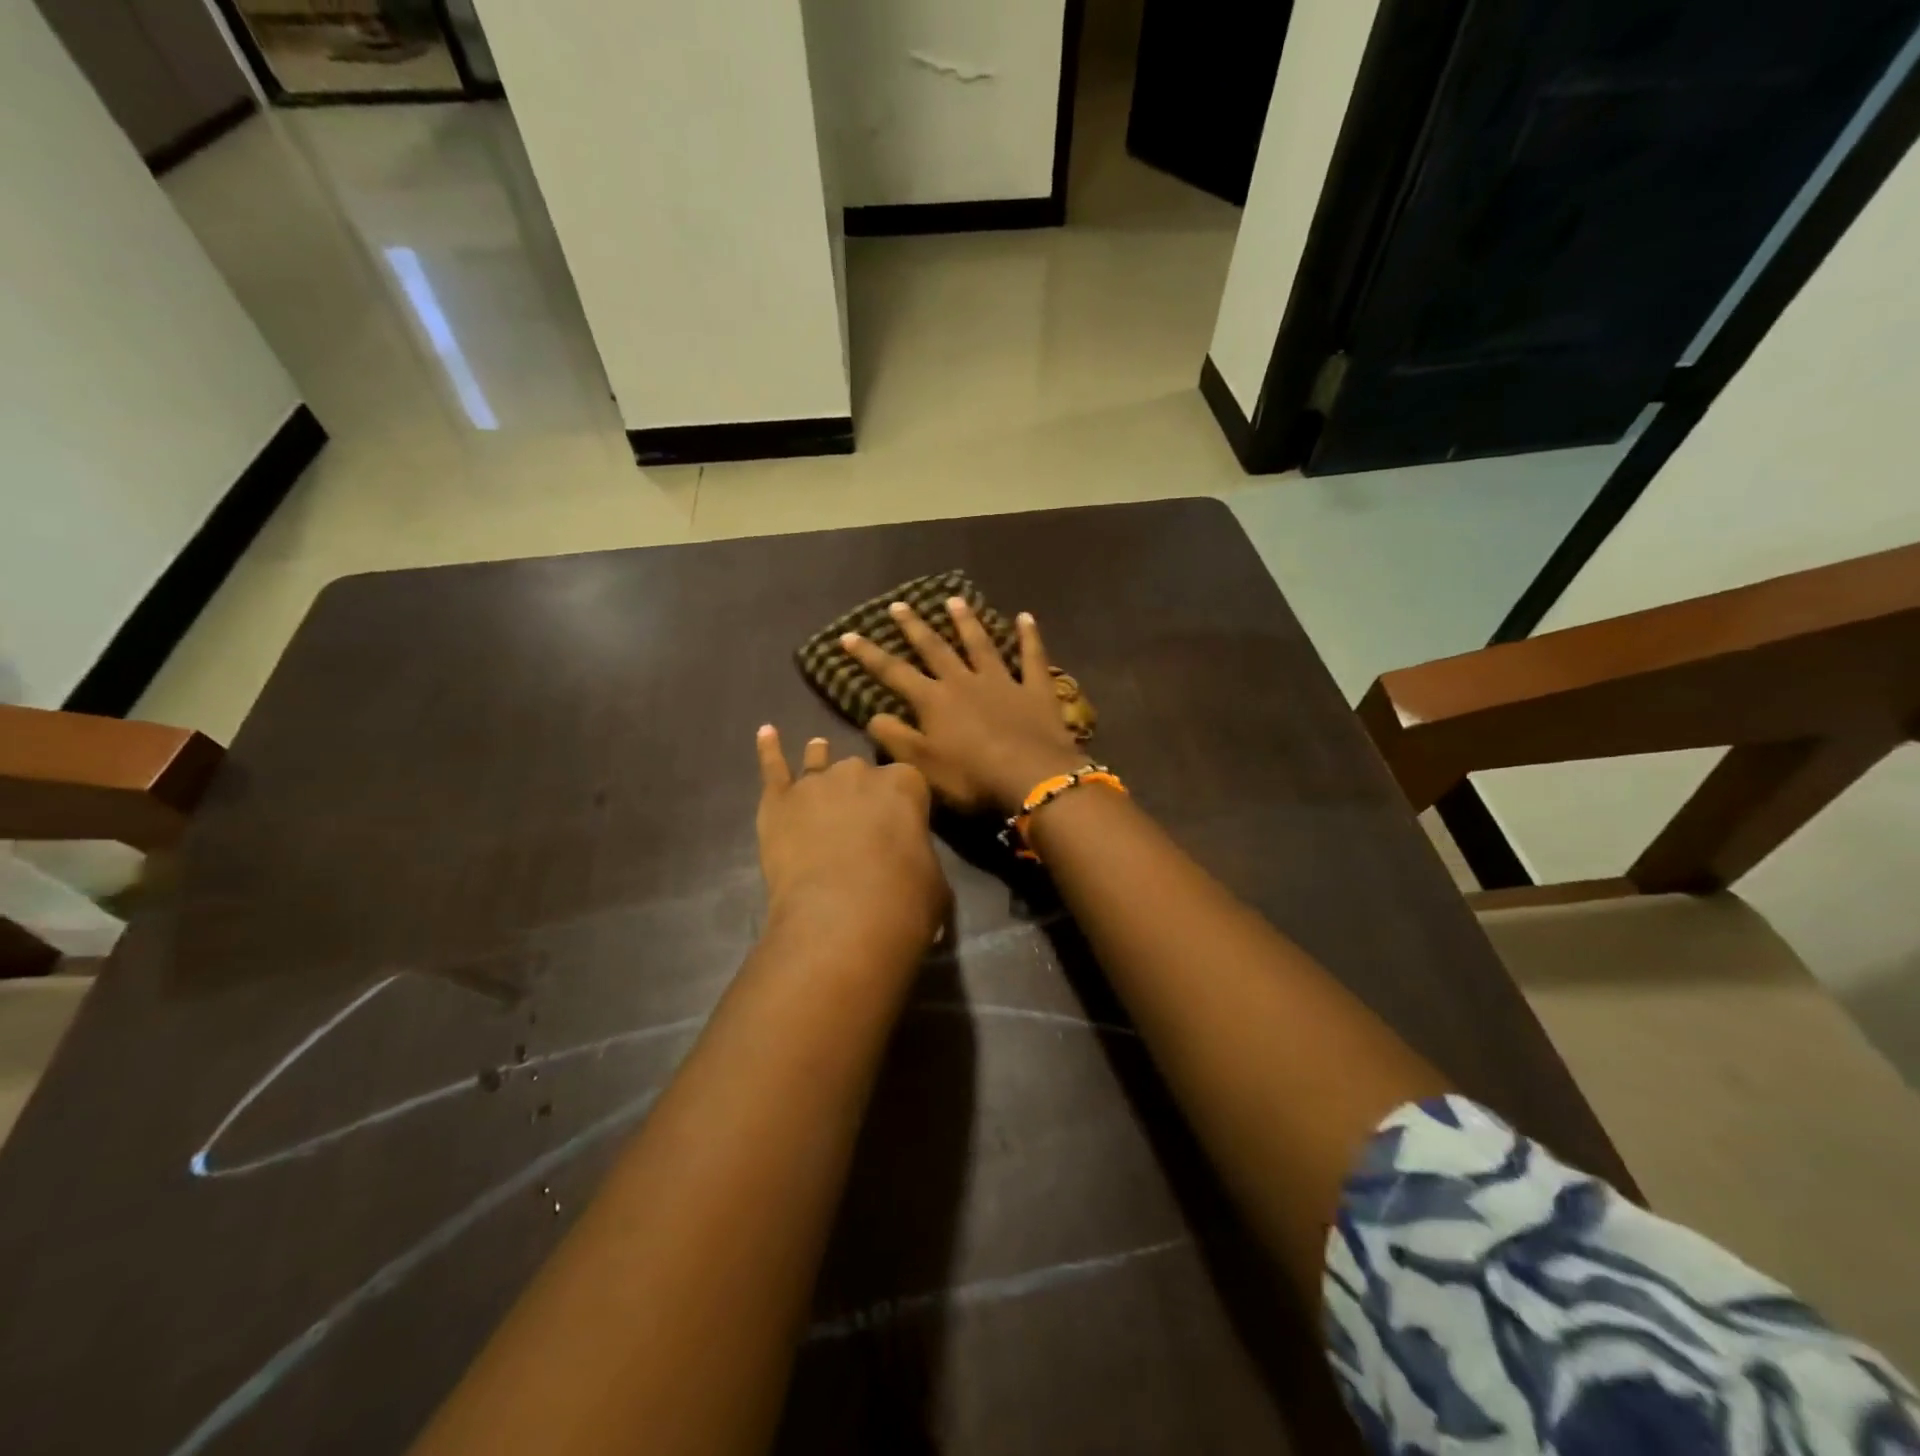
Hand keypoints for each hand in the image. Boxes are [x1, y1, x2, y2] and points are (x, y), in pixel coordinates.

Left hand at [754, 726, 948, 958]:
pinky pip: (773, 768)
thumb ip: (921, 859)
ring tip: (817, 749)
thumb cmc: (902, 901)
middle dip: (860, 790)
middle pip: (861, 772)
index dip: (903, 802)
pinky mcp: (779, 801)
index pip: (907, 782)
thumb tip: (913, 867)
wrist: (841, 917)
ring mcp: (816, 782)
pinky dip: (768, 750)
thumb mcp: (935, 882)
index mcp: (905, 784)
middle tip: (860, 819)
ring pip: (818, 762)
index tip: (901, 823)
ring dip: (819, 759)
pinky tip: (765, 732)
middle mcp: (860, 772)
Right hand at [840, 599, 1085, 815]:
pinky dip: (1029, 637)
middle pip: (936, 649)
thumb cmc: (972, 778)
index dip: (869, 655)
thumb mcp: (922, 766)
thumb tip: (873, 716)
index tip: (848, 635)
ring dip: (966, 622)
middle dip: (914, 627)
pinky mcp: (1036, 690)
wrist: (1033, 778)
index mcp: (934, 701)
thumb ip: (895, 739)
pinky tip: (1026, 617)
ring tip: (954, 600)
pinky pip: (1032, 657)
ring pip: (980, 645)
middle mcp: (964, 682)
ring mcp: (1003, 682)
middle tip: (899, 605)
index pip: (894, 673)